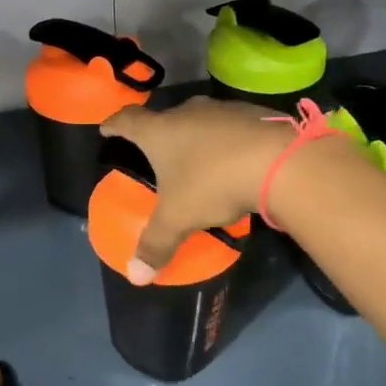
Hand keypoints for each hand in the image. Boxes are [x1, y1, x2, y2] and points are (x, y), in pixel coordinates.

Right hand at [100, 96, 296, 278]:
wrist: (278, 160)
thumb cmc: (213, 183)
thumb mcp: (179, 218)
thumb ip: (156, 245)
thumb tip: (136, 277)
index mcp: (160, 131)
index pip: (127, 120)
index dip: (114, 125)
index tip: (107, 129)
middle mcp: (187, 111)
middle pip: (165, 118)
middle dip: (159, 134)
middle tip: (156, 154)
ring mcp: (222, 109)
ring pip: (199, 120)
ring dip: (195, 137)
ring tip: (197, 159)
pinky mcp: (252, 113)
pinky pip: (230, 127)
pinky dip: (226, 141)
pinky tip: (233, 160)